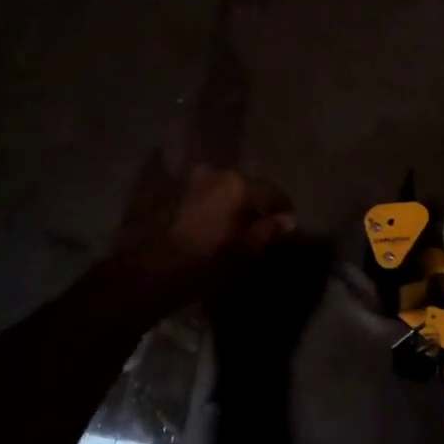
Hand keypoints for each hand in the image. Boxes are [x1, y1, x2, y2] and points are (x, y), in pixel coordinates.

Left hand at [112, 164, 295, 310]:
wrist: (155, 270)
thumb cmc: (208, 259)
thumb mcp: (246, 249)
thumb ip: (269, 230)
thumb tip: (288, 220)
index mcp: (237, 183)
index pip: (272, 192)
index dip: (283, 209)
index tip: (288, 225)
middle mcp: (215, 174)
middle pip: (246, 189)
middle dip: (256, 207)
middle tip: (262, 230)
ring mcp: (192, 182)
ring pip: (224, 193)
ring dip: (233, 208)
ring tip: (237, 231)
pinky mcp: (175, 195)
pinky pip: (206, 199)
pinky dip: (215, 210)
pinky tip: (216, 230)